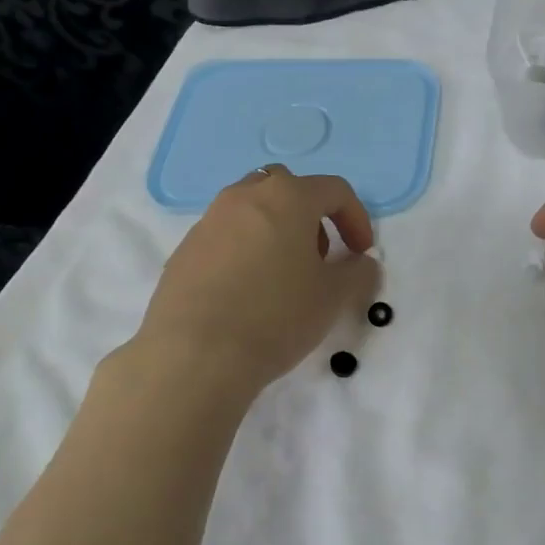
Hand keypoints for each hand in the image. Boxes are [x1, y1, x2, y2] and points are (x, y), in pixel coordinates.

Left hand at [135, 166, 379, 395]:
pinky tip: (246, 294)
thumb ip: (357, 272)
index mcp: (287, 197)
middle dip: (310, 216)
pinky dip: (244, 251)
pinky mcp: (184, 251)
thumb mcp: (333, 297)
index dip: (356, 218)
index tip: (360, 253)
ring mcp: (209, 221)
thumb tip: (360, 263)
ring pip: (252, 210)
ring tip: (282, 276)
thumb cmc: (276, 315)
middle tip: (319, 257)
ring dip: (275, 230)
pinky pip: (225, 237)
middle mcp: (244, 197)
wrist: (194, 355)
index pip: (334, 190)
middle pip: (287, 189)